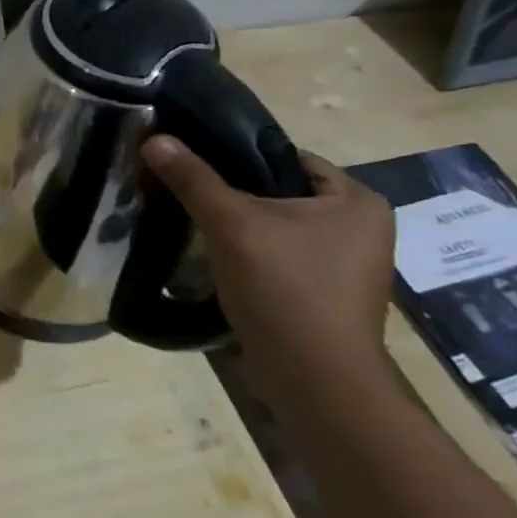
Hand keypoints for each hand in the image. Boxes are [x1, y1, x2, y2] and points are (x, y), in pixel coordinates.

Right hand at [141, 136, 395, 385]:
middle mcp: (362, 229)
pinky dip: (248, 257)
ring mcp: (346, 266)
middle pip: (279, 194)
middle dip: (233, 196)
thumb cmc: (284, 289)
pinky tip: (213, 261)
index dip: (237, 157)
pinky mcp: (324, 295)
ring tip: (192, 226)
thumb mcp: (232, 224)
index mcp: (358, 201)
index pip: (287, 158)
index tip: (192, 165)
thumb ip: (193, 179)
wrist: (312, 379)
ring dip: (237, 229)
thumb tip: (154, 138)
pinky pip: (279, 259)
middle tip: (185, 195)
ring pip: (276, 229)